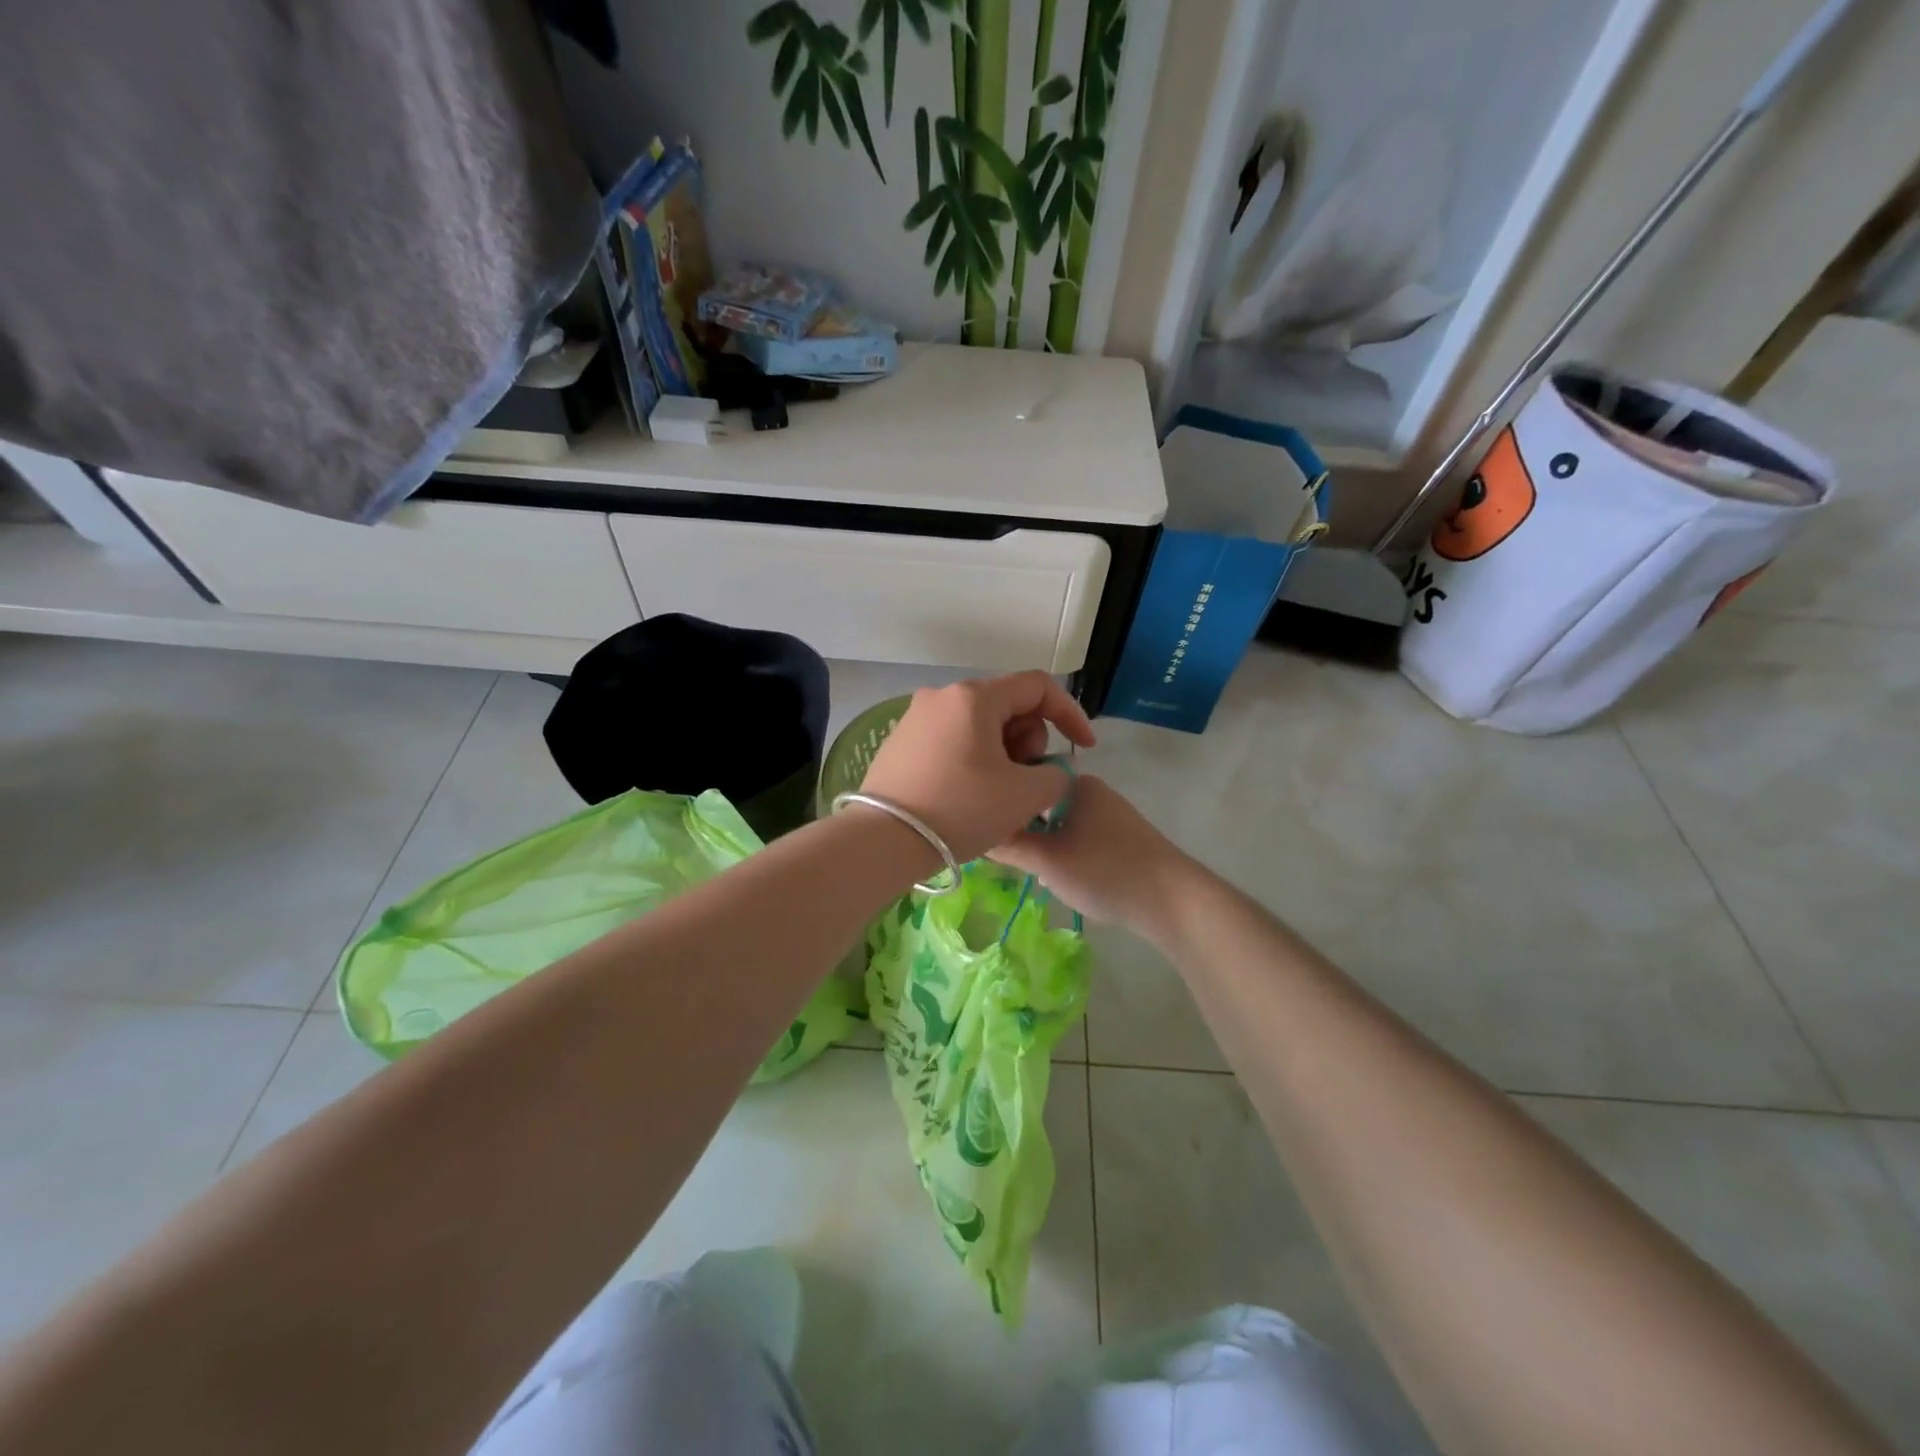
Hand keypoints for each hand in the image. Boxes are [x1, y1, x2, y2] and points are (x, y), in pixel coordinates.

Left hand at [857, 672, 1096, 863]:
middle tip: (1025, 780)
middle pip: (1007, 704)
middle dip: (1029, 739)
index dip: (1070, 714)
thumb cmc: (960, 809)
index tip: (1082, 749)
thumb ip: (1056, 775)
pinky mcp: (900, 741)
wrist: (883, 839)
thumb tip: (1052, 771)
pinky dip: (974, 758)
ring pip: (980, 724)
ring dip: (1003, 751)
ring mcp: (916, 717)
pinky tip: (969, 794)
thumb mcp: (1024, 795)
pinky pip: (953, 739)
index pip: (1038, 687)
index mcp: (974, 697)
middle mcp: (942, 695)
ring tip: (997, 793)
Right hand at [991, 775, 1196, 938]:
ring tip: (1026, 868)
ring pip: (1059, 823)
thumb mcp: (1047, 860)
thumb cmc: (1104, 871)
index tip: (983, 826)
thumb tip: (976, 834)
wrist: (1173, 901)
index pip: (1024, 779)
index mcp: (1076, 783)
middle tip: (1002, 854)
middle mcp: (1094, 791)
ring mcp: (1110, 815)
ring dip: (1042, 843)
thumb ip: (1009, 845)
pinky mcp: (1122, 839)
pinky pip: (1079, 837)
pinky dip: (1064, 852)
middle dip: (1021, 827)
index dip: (1001, 801)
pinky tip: (1057, 876)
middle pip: (1040, 802)